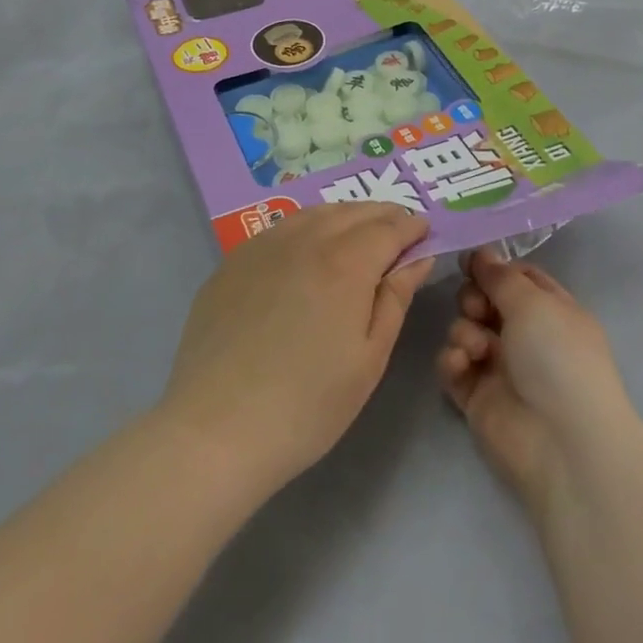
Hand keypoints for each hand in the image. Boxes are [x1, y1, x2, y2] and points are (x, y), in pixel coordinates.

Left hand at [158, 204, 432, 496]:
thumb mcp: (370, 357)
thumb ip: (396, 298)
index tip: (426, 231)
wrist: (216, 430)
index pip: (389, 227)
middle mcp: (305, 241)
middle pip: (353, 211)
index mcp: (346, 263)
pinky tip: (309, 247)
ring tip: (359, 233)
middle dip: (383, 214)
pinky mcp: (233, 263)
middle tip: (399, 229)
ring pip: (315, 213)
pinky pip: (281, 228)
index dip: (411, 226)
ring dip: (346, 215)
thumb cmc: (308, 404)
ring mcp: (263, 247)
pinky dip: (308, 226)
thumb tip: (418, 257)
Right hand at [438, 248, 635, 515]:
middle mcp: (527, 335)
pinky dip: (453, 360)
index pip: (519, 277)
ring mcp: (501, 367)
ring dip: (464, 331)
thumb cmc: (557, 357)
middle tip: (477, 308)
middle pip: (486, 301)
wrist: (560, 440)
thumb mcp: (533, 302)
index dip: (493, 267)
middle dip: (473, 298)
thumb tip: (481, 253)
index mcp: (552, 310)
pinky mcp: (477, 396)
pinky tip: (461, 365)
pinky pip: (454, 366)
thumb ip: (500, 276)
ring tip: (476, 348)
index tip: (467, 260)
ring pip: (466, 330)